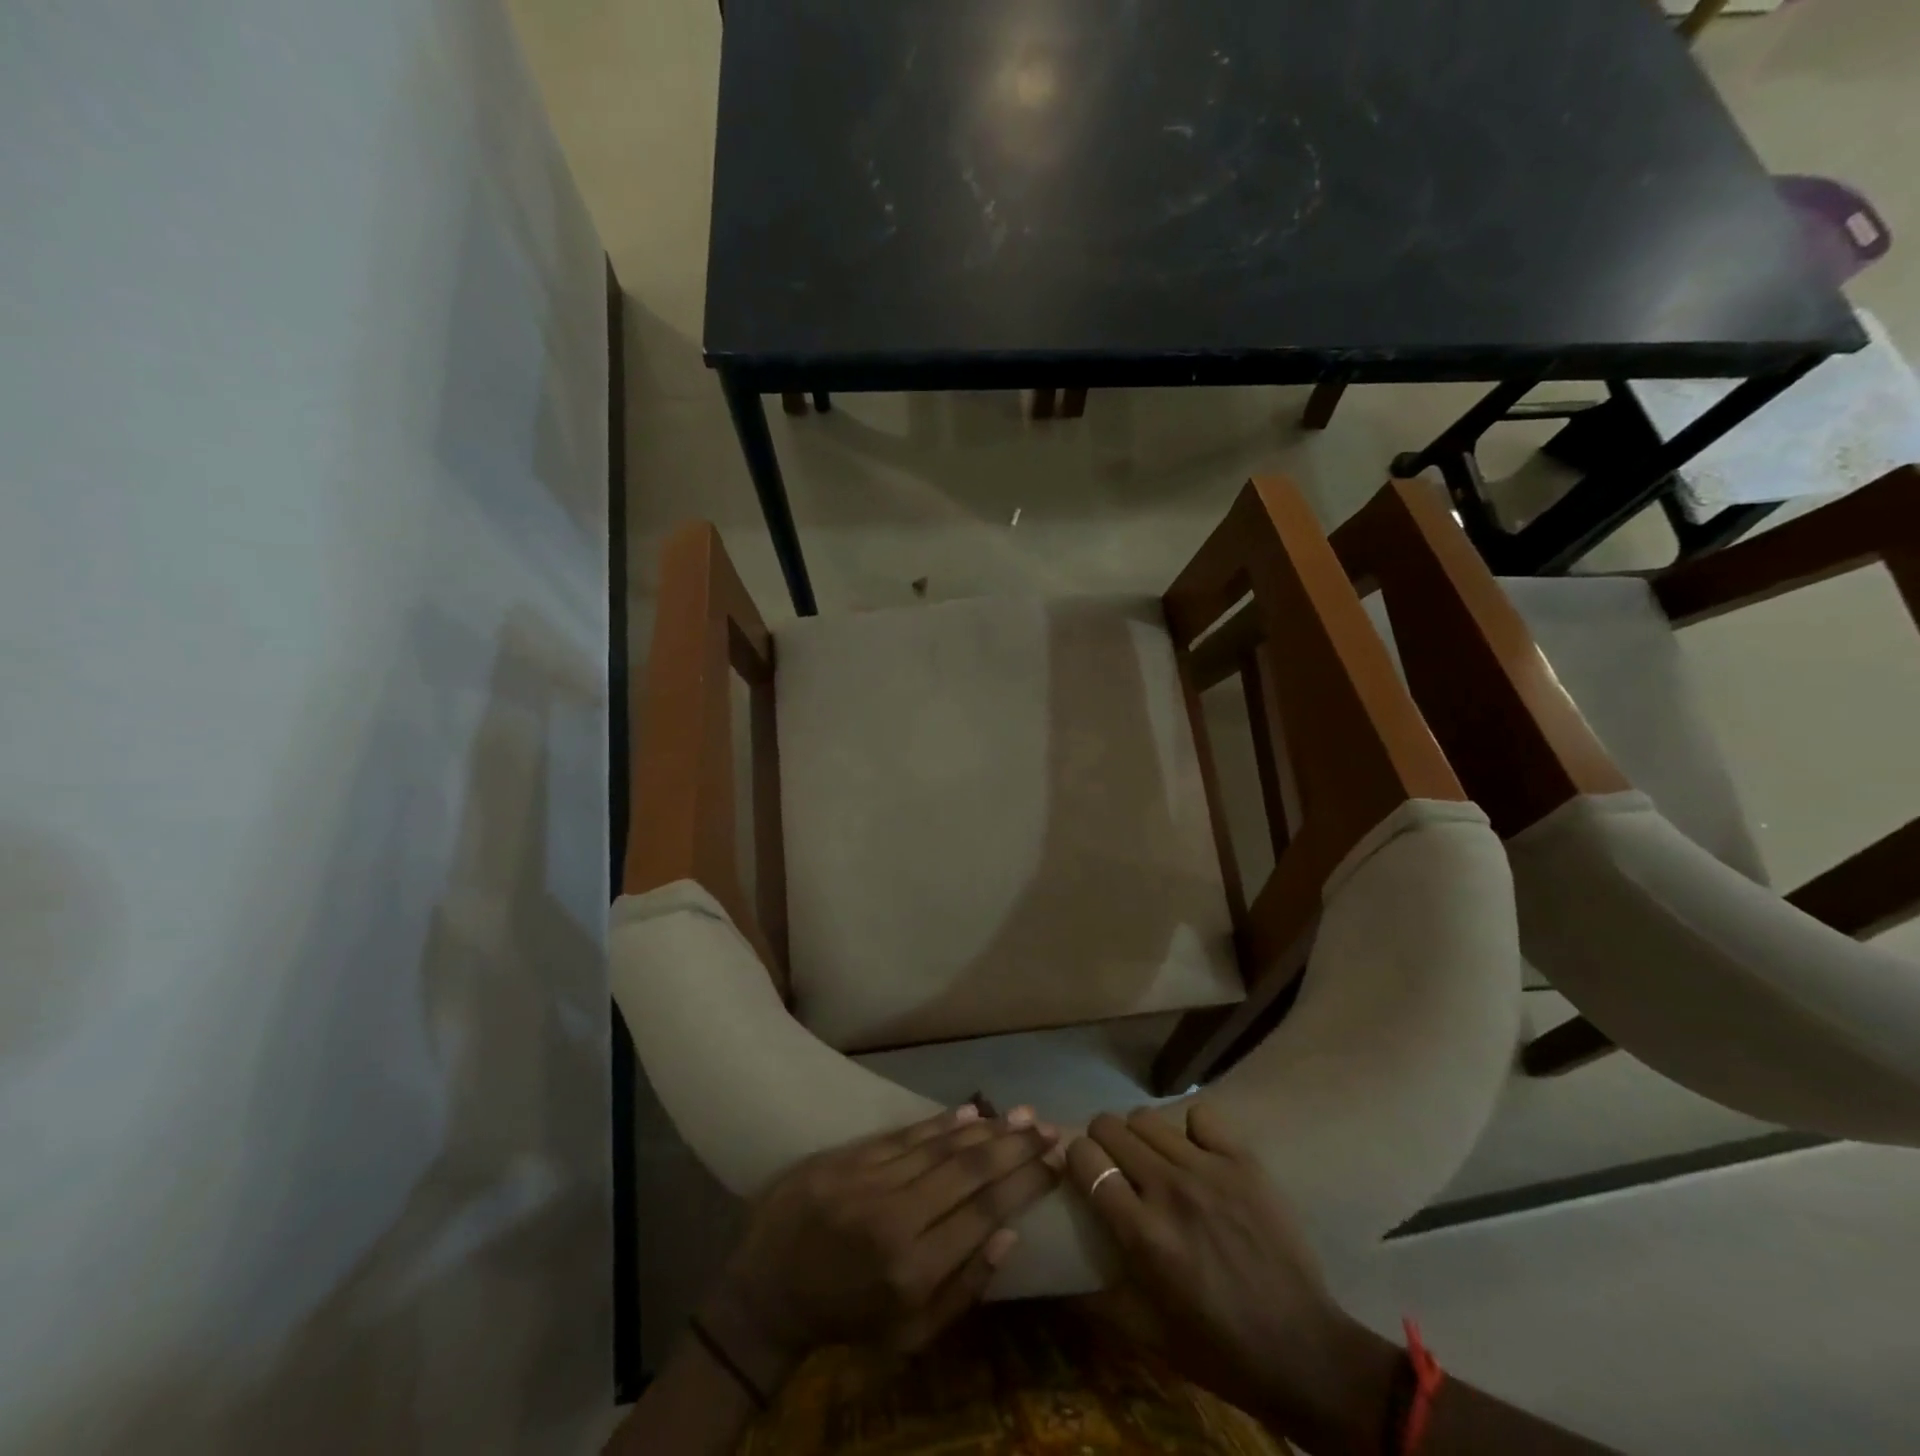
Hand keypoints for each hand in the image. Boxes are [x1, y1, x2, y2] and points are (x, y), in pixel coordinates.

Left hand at [698, 1105, 1061, 1393]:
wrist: (766, 1290)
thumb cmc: (846, 1318)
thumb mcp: (910, 1336)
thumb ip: (963, 1288)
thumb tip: (1009, 1233)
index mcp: (915, 1270)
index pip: (986, 1213)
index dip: (1025, 1183)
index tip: (1055, 1163)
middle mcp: (897, 1218)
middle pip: (969, 1170)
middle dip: (1015, 1147)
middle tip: (1048, 1127)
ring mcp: (870, 1181)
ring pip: (941, 1145)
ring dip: (987, 1128)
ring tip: (1022, 1114)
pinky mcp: (848, 1158)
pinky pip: (905, 1135)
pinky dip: (941, 1123)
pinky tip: (972, 1112)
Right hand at [1066, 1105, 1398, 1454]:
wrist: (1305, 1352)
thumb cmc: (1221, 1350)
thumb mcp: (1148, 1337)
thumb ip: (1098, 1298)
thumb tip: (1062, 1275)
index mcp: (1142, 1233)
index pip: (1085, 1159)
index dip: (1075, 1159)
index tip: (1082, 1172)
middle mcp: (1169, 1189)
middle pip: (1110, 1126)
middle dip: (1102, 1141)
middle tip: (1114, 1165)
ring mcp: (1209, 1170)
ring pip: (1147, 1118)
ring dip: (1139, 1136)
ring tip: (1153, 1160)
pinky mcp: (1243, 1162)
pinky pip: (1200, 1116)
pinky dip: (1190, 1131)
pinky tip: (1196, 1155)